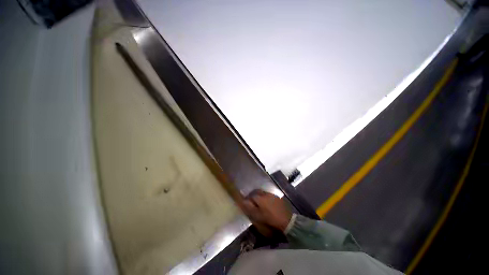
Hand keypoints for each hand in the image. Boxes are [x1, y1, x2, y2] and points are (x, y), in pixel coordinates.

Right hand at [240, 189, 291, 231]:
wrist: (286, 220)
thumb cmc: (270, 219)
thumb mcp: (258, 216)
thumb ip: (250, 207)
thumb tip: (243, 201)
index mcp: (260, 198)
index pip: (251, 195)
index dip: (248, 199)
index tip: (247, 203)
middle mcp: (265, 194)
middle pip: (257, 192)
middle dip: (253, 195)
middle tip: (252, 202)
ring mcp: (272, 195)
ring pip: (263, 193)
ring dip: (260, 196)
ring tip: (260, 203)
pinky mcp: (277, 197)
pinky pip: (269, 195)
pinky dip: (266, 198)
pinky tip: (267, 204)